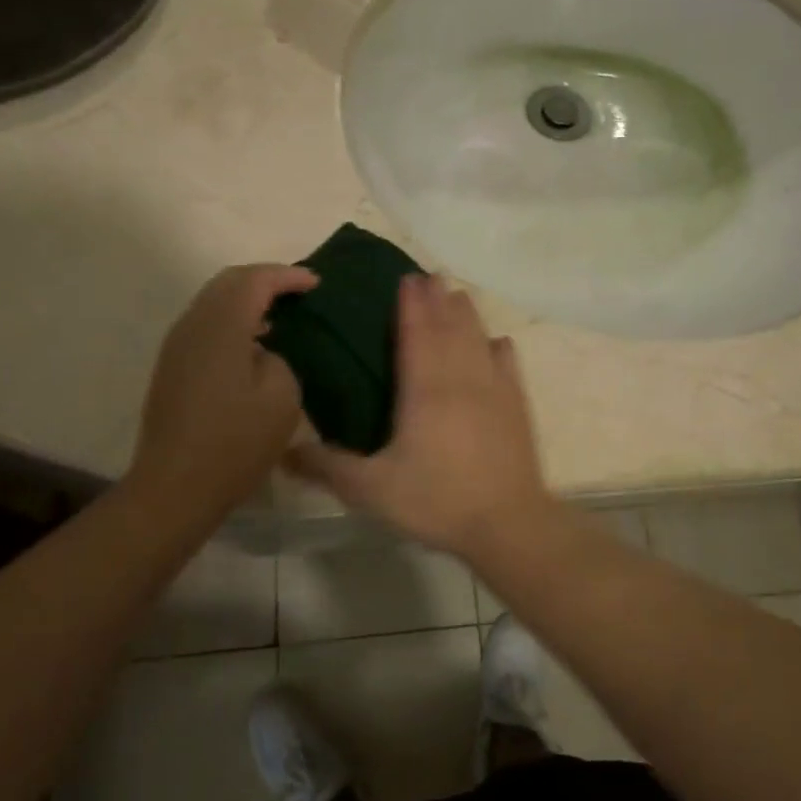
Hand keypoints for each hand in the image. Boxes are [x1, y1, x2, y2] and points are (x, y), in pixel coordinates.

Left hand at [129, 264, 316, 519]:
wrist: (176, 486)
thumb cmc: (236, 443)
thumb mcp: (282, 398)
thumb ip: (279, 360)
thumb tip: (262, 354)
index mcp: (222, 327)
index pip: (255, 280)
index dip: (287, 276)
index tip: (315, 283)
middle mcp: (193, 326)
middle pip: (228, 282)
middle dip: (264, 280)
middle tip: (296, 292)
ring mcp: (177, 347)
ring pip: (212, 303)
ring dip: (245, 301)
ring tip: (279, 317)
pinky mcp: (172, 369)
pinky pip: (205, 327)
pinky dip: (231, 322)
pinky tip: (251, 346)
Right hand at [288, 274, 555, 556]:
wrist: (507, 523)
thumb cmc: (437, 501)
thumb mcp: (372, 490)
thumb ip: (328, 468)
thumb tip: (284, 452)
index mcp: (425, 389)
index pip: (417, 333)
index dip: (410, 305)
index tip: (406, 279)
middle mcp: (461, 378)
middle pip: (449, 327)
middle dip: (438, 299)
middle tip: (429, 277)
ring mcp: (494, 389)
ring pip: (478, 338)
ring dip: (466, 314)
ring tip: (457, 295)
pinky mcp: (516, 406)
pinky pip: (508, 364)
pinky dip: (498, 347)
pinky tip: (497, 342)